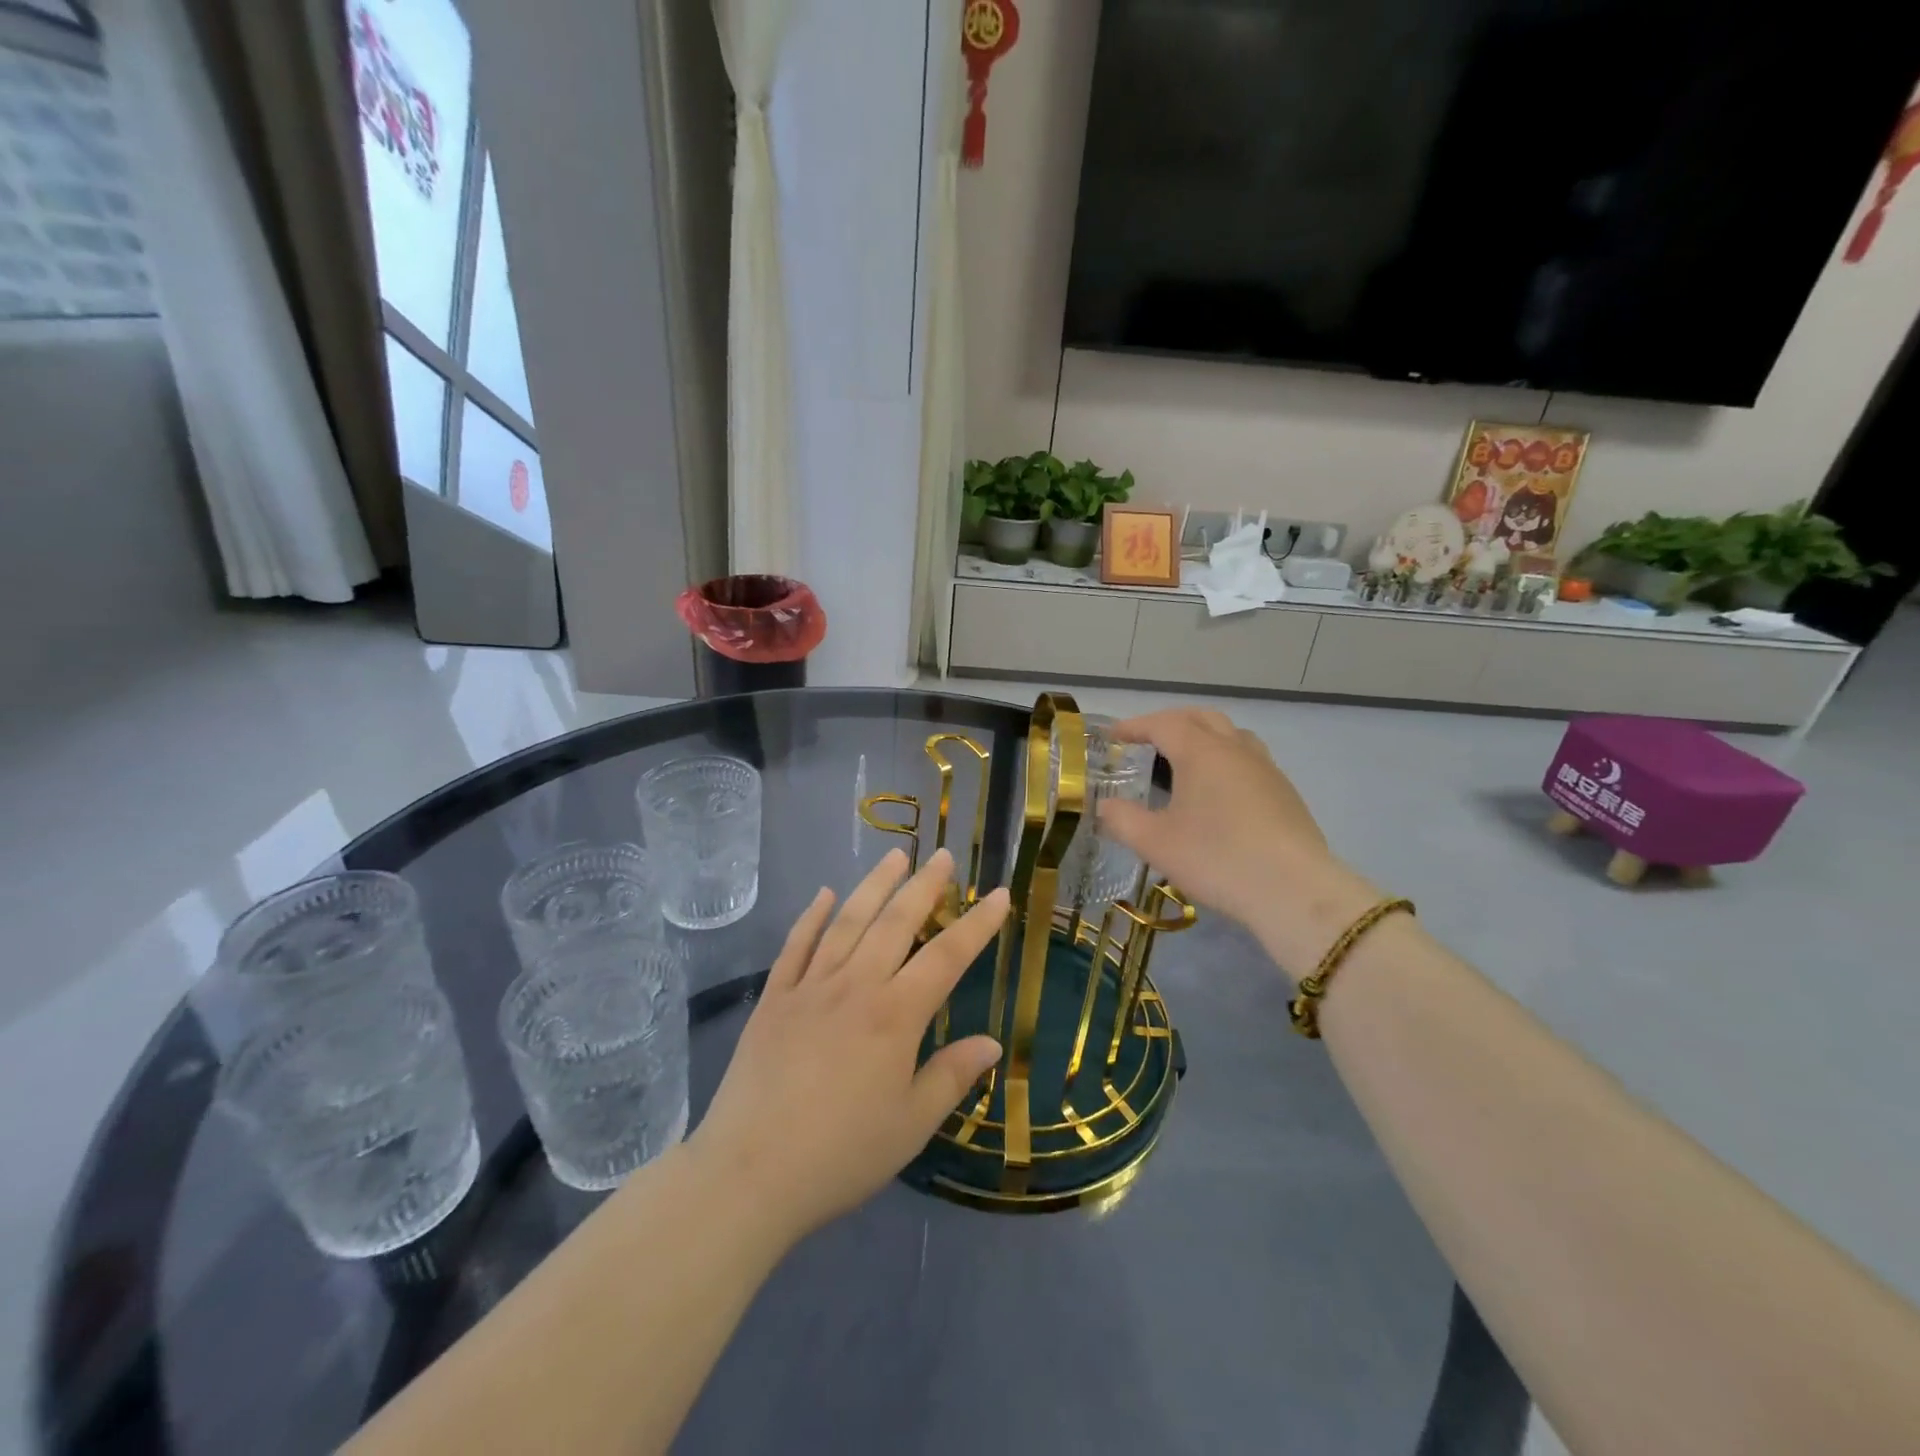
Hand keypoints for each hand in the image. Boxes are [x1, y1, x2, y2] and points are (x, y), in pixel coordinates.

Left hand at [685, 848, 1007, 1246]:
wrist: (749, 1174)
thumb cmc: (841, 1154)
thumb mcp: (910, 1125)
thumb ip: (952, 1077)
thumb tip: (993, 1044)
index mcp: (895, 1015)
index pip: (947, 956)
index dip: (977, 924)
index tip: (998, 894)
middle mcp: (855, 986)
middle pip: (896, 922)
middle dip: (923, 885)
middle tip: (941, 854)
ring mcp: (809, 987)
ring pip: (847, 921)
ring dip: (873, 885)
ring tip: (894, 855)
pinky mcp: (774, 999)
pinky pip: (796, 945)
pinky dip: (812, 916)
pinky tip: (824, 894)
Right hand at [1097, 708, 1377, 977]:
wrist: (1293, 891)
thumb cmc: (1216, 858)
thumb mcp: (1155, 843)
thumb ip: (1122, 820)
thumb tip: (1103, 807)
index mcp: (1201, 752)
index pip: (1163, 723)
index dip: (1135, 726)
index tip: (1113, 736)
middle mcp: (1235, 749)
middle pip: (1201, 718)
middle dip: (1171, 722)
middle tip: (1147, 740)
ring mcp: (1266, 769)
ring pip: (1232, 735)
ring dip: (1204, 737)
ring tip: (1185, 761)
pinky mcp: (1285, 793)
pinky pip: (1249, 760)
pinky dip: (1226, 760)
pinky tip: (1218, 793)